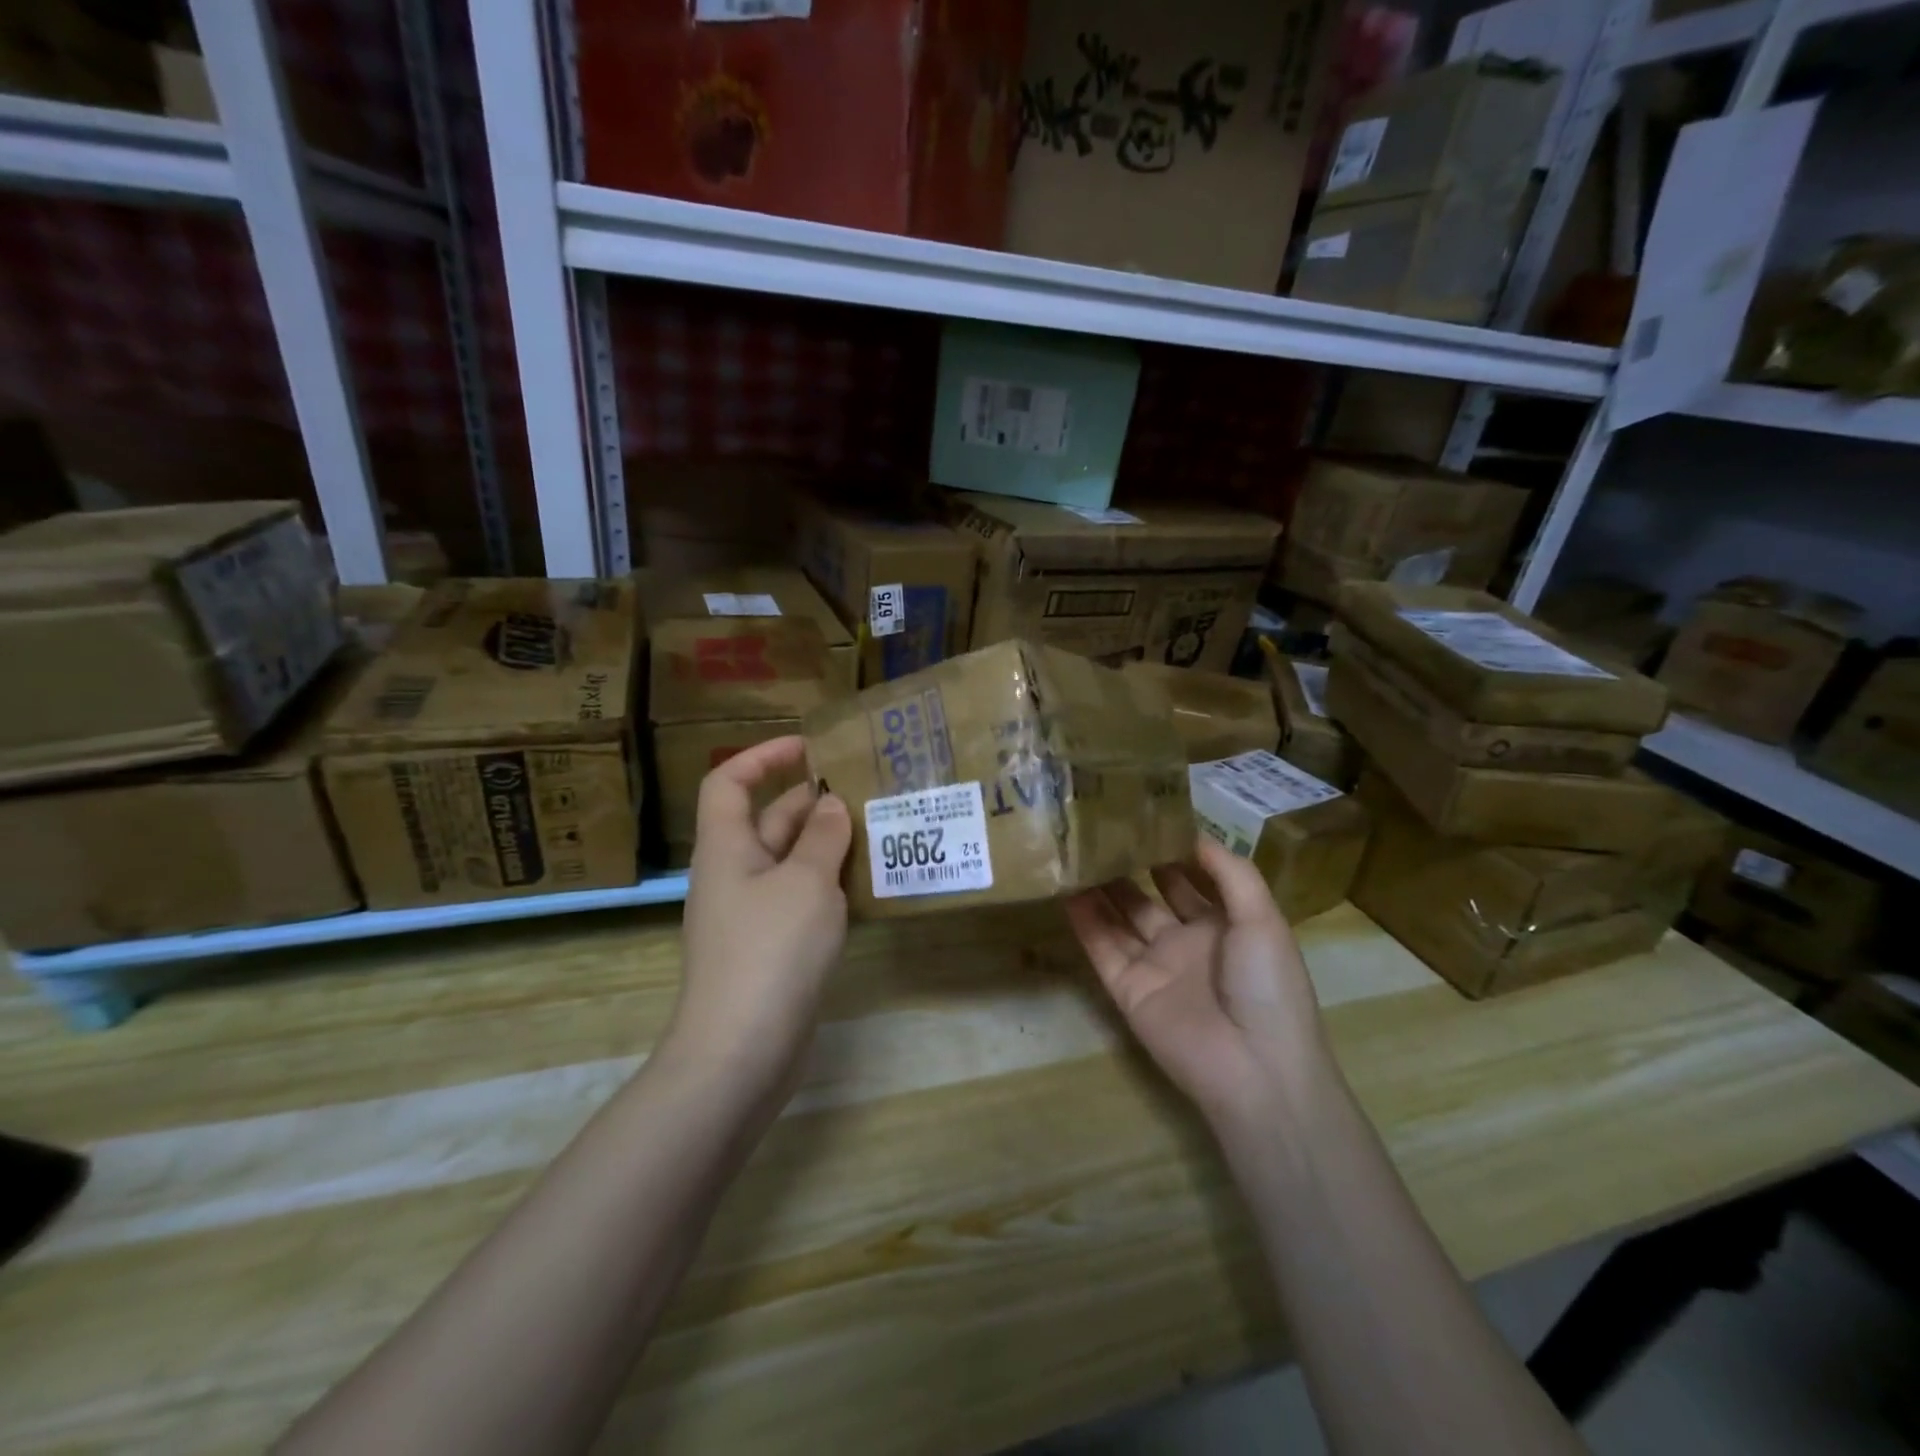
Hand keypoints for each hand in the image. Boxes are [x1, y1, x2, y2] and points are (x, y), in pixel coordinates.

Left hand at [667, 736, 851, 1097]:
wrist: (740, 1052)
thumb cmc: (769, 951)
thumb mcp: (805, 883)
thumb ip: (822, 838)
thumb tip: (831, 804)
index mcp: (726, 848)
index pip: (729, 782)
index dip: (763, 756)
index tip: (810, 747)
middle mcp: (734, 874)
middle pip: (768, 820)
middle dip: (812, 802)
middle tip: (866, 793)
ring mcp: (751, 915)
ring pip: (789, 862)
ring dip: (826, 845)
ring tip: (878, 832)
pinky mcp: (770, 948)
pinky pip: (799, 899)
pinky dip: (827, 885)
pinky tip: (866, 887)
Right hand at [1066, 837, 1329, 1129]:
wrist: (1256, 1069)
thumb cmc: (1267, 985)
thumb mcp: (1263, 918)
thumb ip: (1230, 873)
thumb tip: (1192, 833)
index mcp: (1224, 924)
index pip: (1189, 878)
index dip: (1167, 849)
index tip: (1140, 814)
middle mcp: (1185, 941)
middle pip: (1148, 896)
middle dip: (1127, 865)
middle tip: (1098, 827)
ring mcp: (1154, 966)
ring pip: (1119, 918)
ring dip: (1100, 888)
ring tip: (1075, 849)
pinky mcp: (1127, 990)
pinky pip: (1102, 948)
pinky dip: (1084, 921)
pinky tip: (1066, 889)